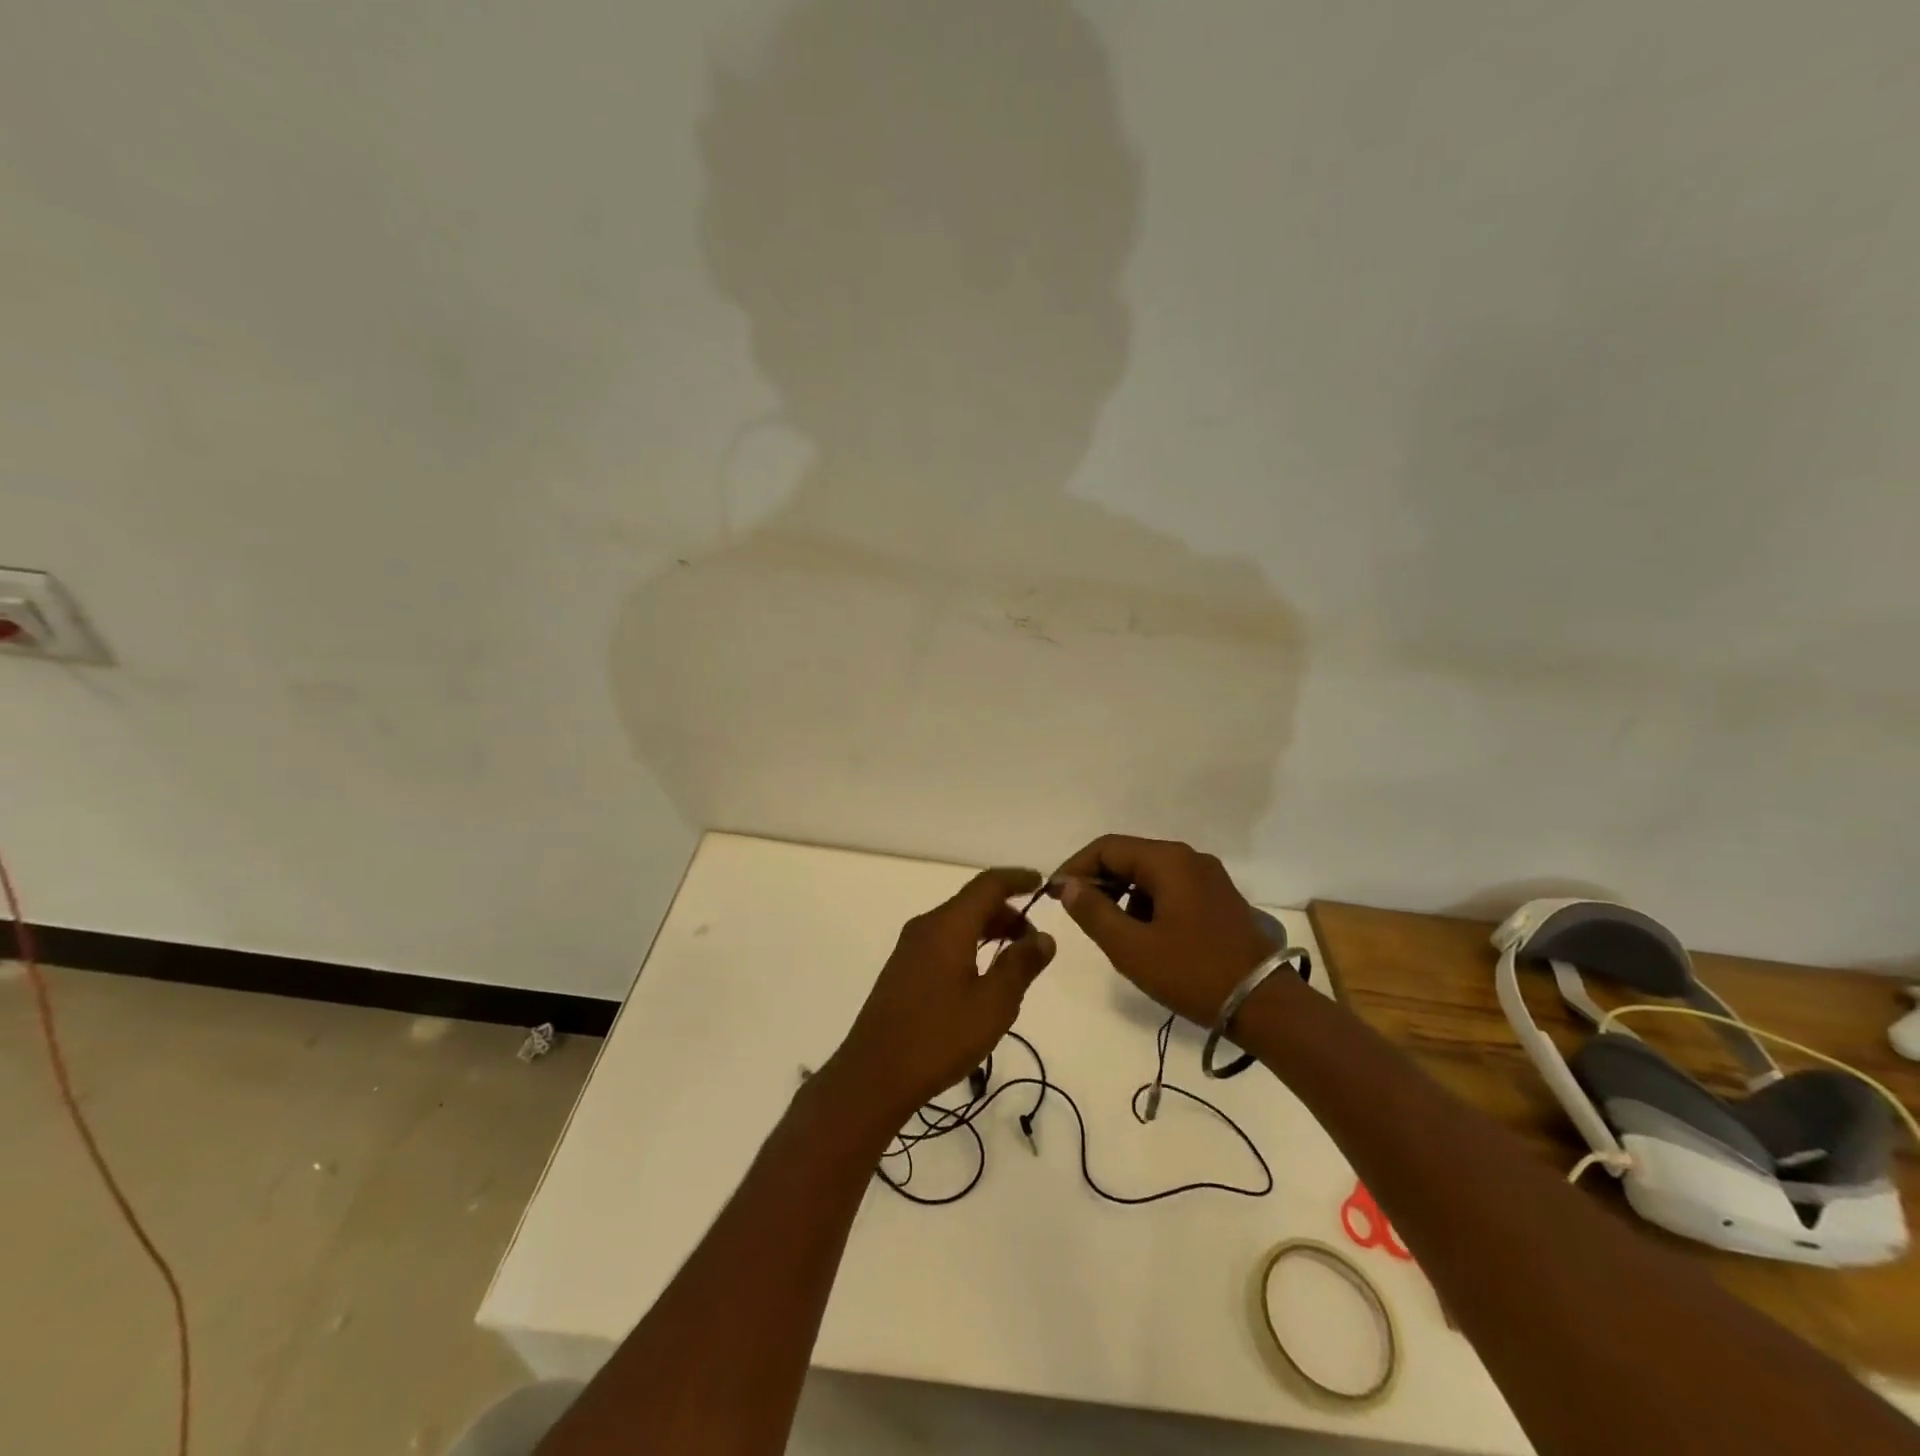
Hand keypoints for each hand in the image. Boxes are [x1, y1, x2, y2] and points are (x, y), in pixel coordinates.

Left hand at [823, 867, 1055, 1129]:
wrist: (874, 1075)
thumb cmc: (939, 1036)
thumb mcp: (993, 1004)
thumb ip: (1021, 965)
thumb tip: (1043, 938)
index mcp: (948, 925)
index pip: (988, 885)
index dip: (1017, 879)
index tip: (1043, 883)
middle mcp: (926, 926)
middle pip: (972, 903)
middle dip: (1008, 913)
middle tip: (1035, 942)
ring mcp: (910, 947)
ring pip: (957, 923)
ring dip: (989, 931)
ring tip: (1014, 961)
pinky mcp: (903, 969)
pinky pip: (944, 941)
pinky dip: (970, 945)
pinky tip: (982, 976)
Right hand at [1050, 835, 1277, 1026]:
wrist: (1266, 1006)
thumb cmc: (1193, 973)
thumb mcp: (1131, 948)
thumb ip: (1093, 912)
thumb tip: (1068, 886)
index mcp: (1168, 861)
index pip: (1107, 848)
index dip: (1075, 867)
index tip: (1054, 895)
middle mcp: (1189, 858)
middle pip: (1129, 857)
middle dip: (1098, 882)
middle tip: (1077, 914)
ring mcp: (1208, 877)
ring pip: (1149, 874)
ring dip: (1123, 894)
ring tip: (1110, 930)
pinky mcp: (1218, 899)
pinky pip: (1170, 888)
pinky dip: (1147, 903)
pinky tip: (1143, 936)